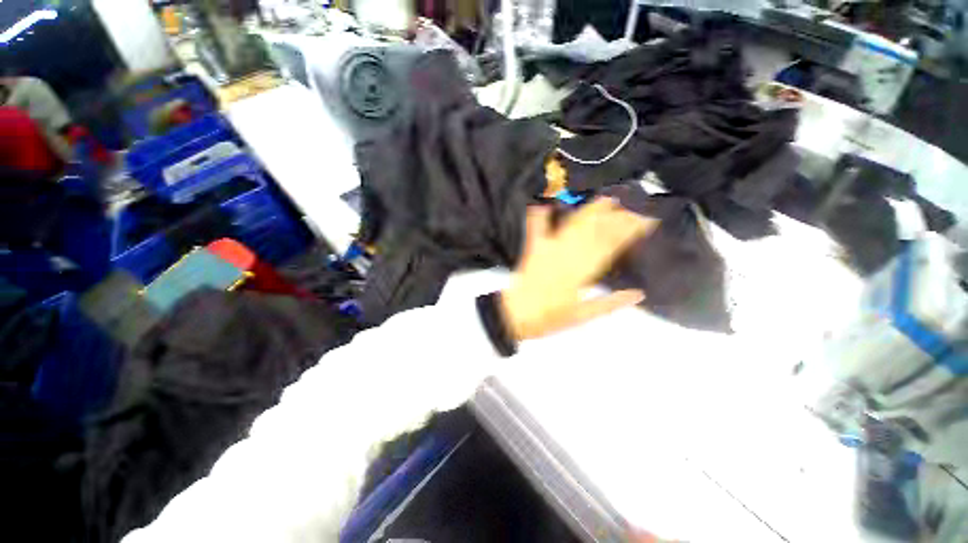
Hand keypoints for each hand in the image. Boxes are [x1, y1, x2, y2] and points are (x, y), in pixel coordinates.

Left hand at [500, 197, 656, 341]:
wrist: (515, 316)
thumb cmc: (548, 319)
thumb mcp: (581, 317)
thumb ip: (609, 304)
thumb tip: (638, 293)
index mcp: (580, 273)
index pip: (610, 247)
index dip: (629, 232)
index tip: (647, 220)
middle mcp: (567, 256)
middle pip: (595, 232)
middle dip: (616, 216)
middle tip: (635, 203)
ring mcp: (548, 249)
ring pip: (573, 226)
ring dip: (591, 211)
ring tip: (607, 198)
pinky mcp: (533, 248)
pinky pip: (536, 227)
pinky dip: (541, 214)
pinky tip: (546, 201)